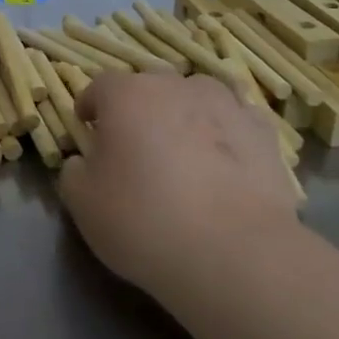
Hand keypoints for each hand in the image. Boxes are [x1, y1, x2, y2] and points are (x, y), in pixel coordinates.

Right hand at [59, 72, 298, 298]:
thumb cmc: (143, 220)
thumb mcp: (83, 203)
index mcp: (126, 94)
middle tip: (135, 149)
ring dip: (184, 117)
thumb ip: (75, 171)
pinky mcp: (263, 133)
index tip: (87, 130)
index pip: (99, 87)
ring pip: (195, 99)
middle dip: (138, 111)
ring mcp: (225, 104)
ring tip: (184, 156)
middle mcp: (175, 86)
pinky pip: (234, 123)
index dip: (90, 108)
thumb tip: (84, 161)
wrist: (234, 252)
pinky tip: (224, 167)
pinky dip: (225, 137)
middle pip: (149, 88)